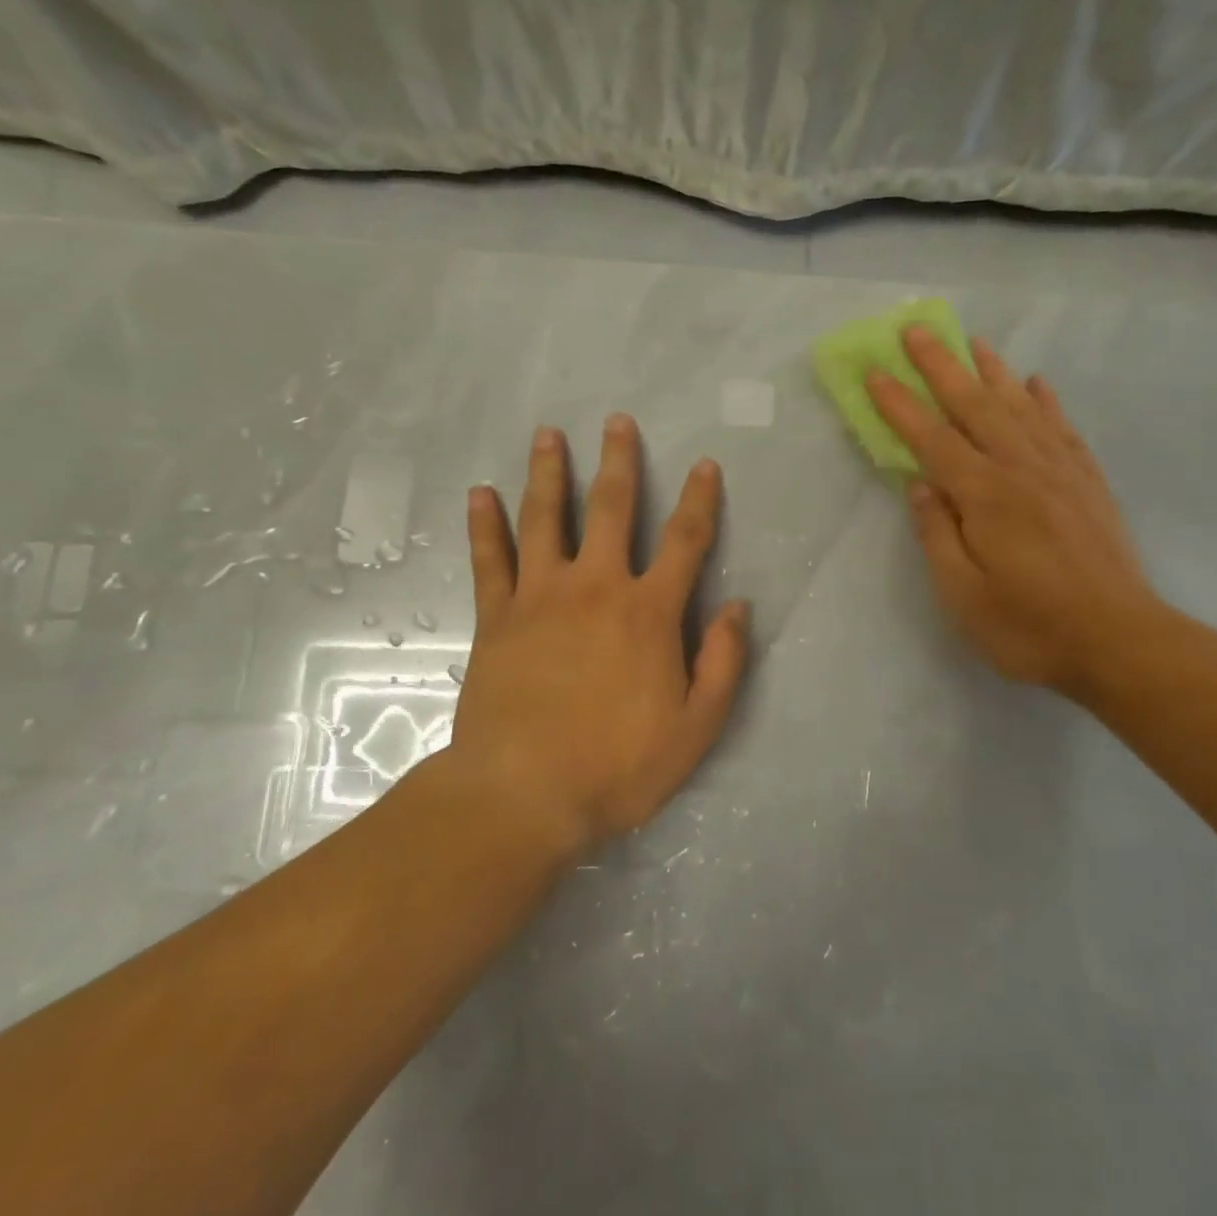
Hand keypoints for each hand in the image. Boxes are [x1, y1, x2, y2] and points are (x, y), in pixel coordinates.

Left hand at [442, 415, 749, 854]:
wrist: (522, 795)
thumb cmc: (617, 765)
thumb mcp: (695, 727)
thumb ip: (723, 663)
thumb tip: (738, 607)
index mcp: (649, 611)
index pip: (684, 541)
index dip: (699, 500)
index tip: (704, 465)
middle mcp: (596, 587)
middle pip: (610, 508)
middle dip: (618, 461)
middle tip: (616, 421)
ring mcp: (541, 597)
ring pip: (545, 518)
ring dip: (548, 472)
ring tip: (547, 434)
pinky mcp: (497, 617)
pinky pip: (490, 559)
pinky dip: (484, 524)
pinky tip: (478, 492)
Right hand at [866, 328, 1165, 704]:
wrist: (1122, 644)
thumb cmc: (1031, 628)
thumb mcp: (964, 596)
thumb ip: (937, 534)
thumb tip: (919, 483)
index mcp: (986, 496)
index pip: (933, 439)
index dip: (901, 405)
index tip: (875, 373)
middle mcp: (1022, 470)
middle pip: (976, 406)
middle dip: (942, 366)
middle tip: (918, 329)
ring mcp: (1061, 473)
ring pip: (1020, 407)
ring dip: (993, 371)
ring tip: (973, 341)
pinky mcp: (1088, 484)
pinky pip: (1063, 429)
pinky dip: (1046, 402)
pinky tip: (1036, 383)